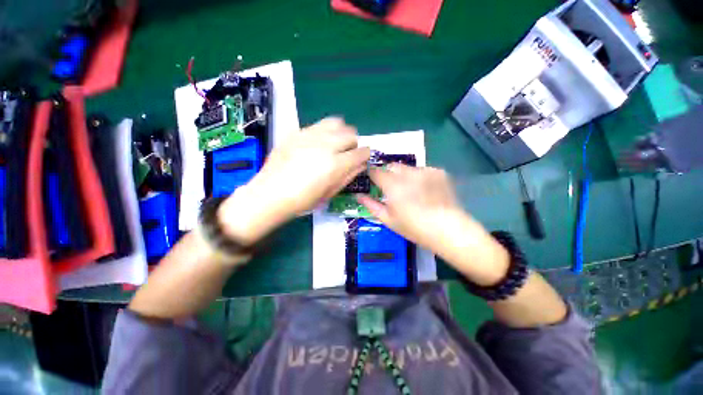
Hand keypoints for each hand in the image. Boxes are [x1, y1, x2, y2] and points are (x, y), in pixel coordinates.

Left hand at [219, 118, 370, 244]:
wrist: (270, 194)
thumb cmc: (303, 200)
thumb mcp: (330, 193)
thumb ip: (348, 176)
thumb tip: (360, 164)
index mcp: (336, 165)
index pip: (361, 152)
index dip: (364, 156)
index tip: (361, 159)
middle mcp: (326, 145)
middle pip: (351, 134)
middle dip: (353, 144)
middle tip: (346, 154)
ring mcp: (310, 135)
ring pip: (337, 122)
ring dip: (341, 133)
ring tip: (334, 144)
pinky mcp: (297, 132)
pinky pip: (319, 124)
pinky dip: (325, 132)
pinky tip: (317, 143)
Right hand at [357, 164, 509, 285]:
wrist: (450, 230)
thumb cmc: (414, 228)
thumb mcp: (389, 220)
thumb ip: (371, 205)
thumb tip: (358, 195)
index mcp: (393, 185)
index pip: (376, 171)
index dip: (372, 175)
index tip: (372, 182)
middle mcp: (408, 173)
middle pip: (392, 166)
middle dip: (388, 174)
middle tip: (392, 189)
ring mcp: (425, 171)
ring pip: (407, 168)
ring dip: (404, 176)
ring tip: (411, 192)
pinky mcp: (438, 172)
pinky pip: (422, 170)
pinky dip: (419, 177)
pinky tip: (426, 191)